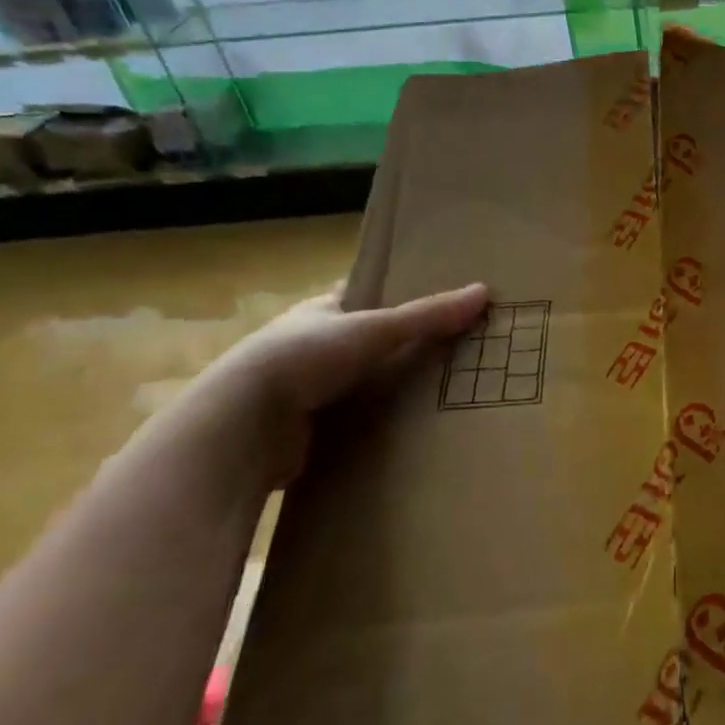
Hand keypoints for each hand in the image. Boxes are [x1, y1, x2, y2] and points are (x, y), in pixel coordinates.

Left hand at [186, 282, 487, 481]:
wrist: (241, 428)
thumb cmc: (304, 358)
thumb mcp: (374, 328)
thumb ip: (428, 315)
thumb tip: (484, 292)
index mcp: (319, 311)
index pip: (363, 295)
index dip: (396, 295)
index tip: (438, 301)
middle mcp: (310, 347)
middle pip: (367, 341)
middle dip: (402, 348)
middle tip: (454, 351)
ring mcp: (304, 391)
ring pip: (360, 384)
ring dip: (390, 389)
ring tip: (444, 393)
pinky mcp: (306, 432)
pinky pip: (353, 422)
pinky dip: (377, 425)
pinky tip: (411, 431)